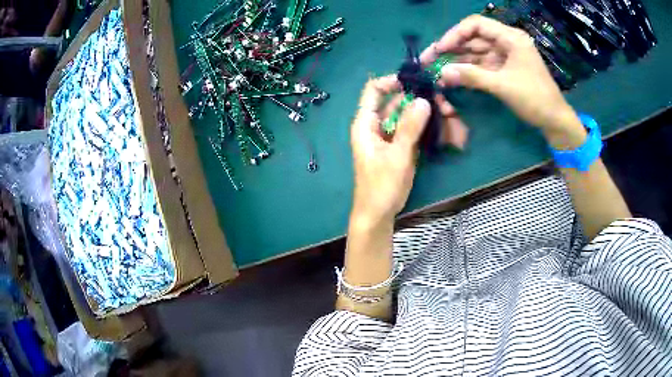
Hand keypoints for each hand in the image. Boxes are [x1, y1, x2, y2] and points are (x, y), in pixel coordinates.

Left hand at [350, 76, 430, 223]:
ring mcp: (387, 136)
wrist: (377, 214)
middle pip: (393, 101)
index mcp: (365, 123)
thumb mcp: (397, 156)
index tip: (416, 82)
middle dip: (414, 98)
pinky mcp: (397, 147)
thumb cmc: (381, 186)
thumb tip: (423, 100)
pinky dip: (421, 126)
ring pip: (403, 115)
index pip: (373, 90)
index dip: (392, 81)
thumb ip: (409, 127)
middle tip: (439, 97)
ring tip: (443, 107)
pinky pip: (409, 129)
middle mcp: (375, 125)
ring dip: (420, 111)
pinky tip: (438, 123)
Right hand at [421, 15, 583, 140]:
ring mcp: (505, 55)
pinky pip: (482, 65)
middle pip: (473, 38)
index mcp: (510, 37)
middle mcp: (506, 41)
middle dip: (452, 48)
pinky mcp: (504, 68)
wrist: (555, 120)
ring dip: (458, 60)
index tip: (439, 49)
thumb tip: (442, 73)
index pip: (476, 25)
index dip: (455, 34)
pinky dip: (469, 70)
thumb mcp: (503, 86)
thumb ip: (472, 76)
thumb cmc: (535, 99)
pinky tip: (454, 76)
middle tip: (429, 60)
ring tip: (437, 70)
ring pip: (476, 52)